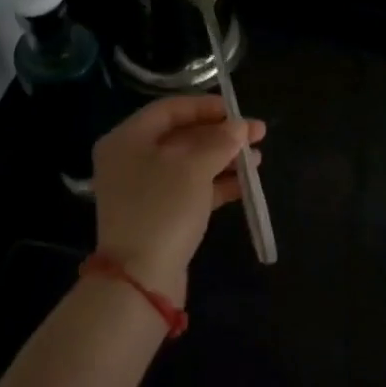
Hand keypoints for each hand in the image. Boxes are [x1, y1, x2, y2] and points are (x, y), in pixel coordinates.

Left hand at [92, 96, 264, 303]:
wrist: (140, 279)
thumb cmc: (163, 208)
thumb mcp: (194, 167)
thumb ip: (219, 142)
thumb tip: (239, 127)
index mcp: (128, 138)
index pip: (170, 109)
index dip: (206, 107)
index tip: (239, 112)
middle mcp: (130, 159)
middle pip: (181, 136)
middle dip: (221, 135)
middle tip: (258, 135)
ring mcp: (143, 189)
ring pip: (189, 164)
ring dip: (223, 159)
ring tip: (258, 159)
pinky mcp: (157, 215)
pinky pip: (189, 189)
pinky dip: (216, 184)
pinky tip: (245, 184)